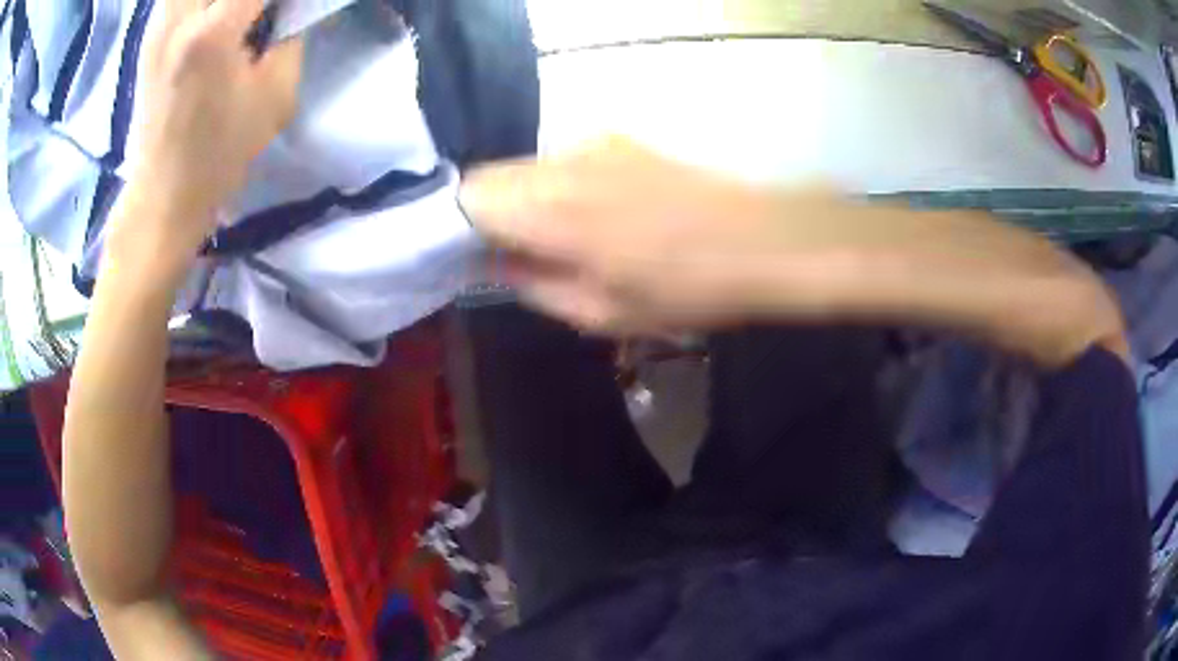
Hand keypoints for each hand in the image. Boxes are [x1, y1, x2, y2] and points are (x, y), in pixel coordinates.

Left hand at [116, 0, 302, 264]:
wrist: (163, 195)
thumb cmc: (220, 154)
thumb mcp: (276, 96)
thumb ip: (290, 35)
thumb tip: (289, 9)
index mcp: (213, 33)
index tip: (287, 11)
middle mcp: (180, 19)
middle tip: (260, 12)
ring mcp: (159, 27)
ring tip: (236, 16)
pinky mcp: (150, 38)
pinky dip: (196, 2)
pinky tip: (209, 15)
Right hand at [461, 138, 873, 333]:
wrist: (761, 240)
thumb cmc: (684, 289)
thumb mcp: (601, 313)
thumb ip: (534, 286)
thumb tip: (497, 264)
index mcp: (549, 209)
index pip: (467, 197)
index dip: (459, 226)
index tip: (473, 256)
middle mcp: (562, 162)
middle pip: (493, 176)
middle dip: (490, 213)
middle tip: (516, 254)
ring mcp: (594, 144)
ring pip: (529, 167)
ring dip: (527, 199)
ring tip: (563, 239)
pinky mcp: (621, 141)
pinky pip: (565, 161)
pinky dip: (559, 187)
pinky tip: (597, 216)